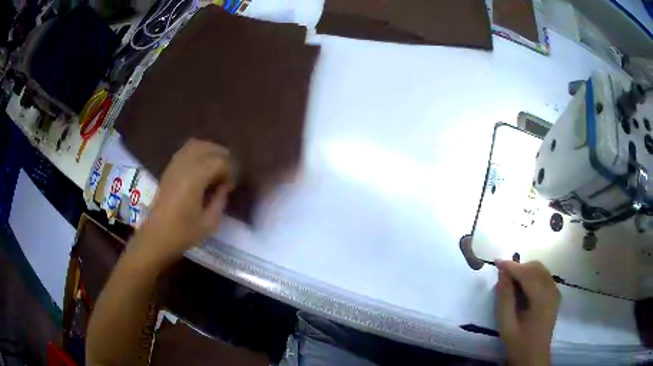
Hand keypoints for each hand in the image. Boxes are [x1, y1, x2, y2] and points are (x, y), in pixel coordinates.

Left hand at [137, 139, 232, 264]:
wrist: (156, 236)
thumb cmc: (183, 233)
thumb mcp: (209, 223)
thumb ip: (220, 200)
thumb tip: (225, 187)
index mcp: (194, 179)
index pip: (219, 162)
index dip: (230, 171)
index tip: (231, 187)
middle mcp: (184, 166)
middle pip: (207, 148)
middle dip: (222, 156)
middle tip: (229, 173)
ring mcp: (174, 166)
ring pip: (195, 145)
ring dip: (209, 151)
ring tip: (216, 166)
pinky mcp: (168, 169)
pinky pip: (185, 151)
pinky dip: (197, 153)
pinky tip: (201, 167)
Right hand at [495, 260, 560, 365]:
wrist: (534, 357)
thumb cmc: (519, 344)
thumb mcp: (507, 325)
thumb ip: (505, 299)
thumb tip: (502, 275)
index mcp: (542, 299)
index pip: (527, 274)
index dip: (511, 266)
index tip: (496, 262)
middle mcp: (552, 291)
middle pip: (536, 268)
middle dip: (519, 267)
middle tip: (502, 275)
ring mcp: (555, 292)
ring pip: (541, 270)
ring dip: (525, 271)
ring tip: (510, 280)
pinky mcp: (555, 295)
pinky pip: (544, 277)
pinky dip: (532, 276)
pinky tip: (522, 287)